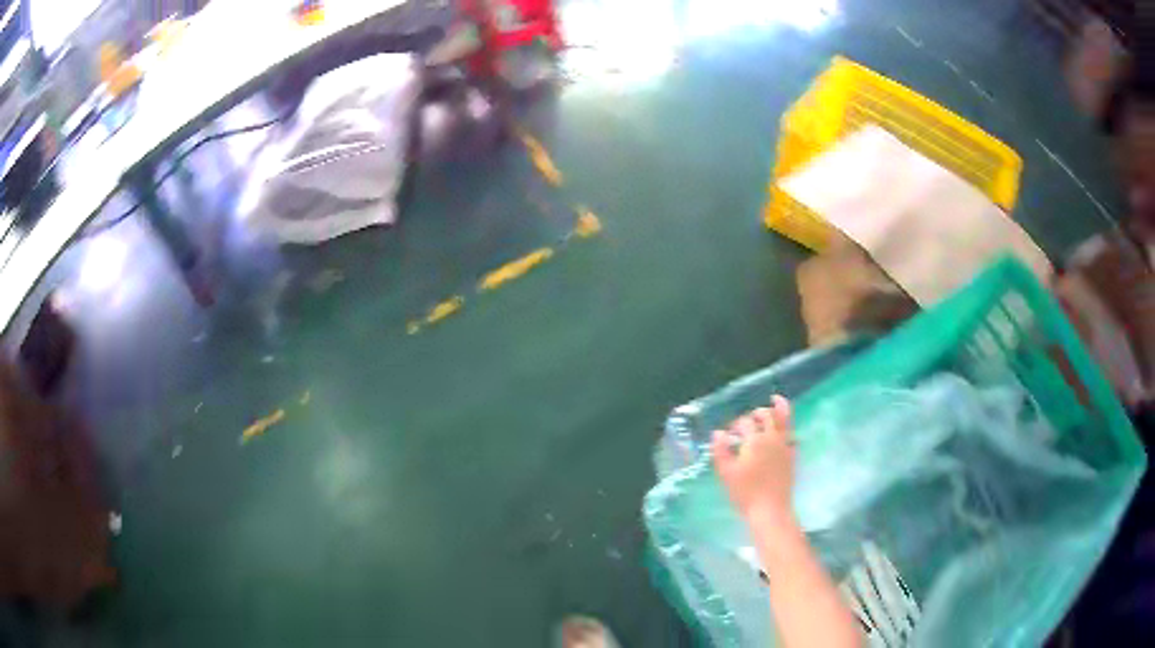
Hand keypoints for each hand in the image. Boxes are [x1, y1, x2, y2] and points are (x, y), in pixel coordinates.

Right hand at [711, 396, 796, 528]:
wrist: (770, 509)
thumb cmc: (745, 492)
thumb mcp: (726, 473)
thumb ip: (721, 450)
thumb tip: (718, 433)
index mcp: (754, 440)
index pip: (744, 423)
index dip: (735, 426)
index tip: (728, 434)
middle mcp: (772, 438)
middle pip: (766, 415)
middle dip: (756, 414)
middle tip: (748, 420)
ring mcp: (785, 446)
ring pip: (784, 420)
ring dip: (778, 409)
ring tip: (775, 401)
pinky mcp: (792, 456)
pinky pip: (792, 435)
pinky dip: (788, 427)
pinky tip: (784, 431)